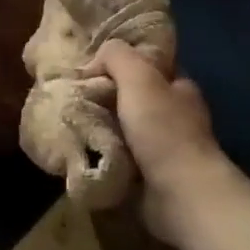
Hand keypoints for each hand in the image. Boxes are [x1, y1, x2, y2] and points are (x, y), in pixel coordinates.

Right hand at [86, 40, 230, 245]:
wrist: (180, 193)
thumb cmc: (163, 129)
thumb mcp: (138, 76)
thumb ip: (117, 56)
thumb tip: (94, 61)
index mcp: (180, 87)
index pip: (150, 66)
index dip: (124, 62)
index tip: (91, 67)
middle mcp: (176, 115)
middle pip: (135, 98)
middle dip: (106, 97)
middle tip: (72, 96)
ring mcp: (165, 149)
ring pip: (125, 128)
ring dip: (102, 127)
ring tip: (69, 122)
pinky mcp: (152, 177)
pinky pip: (120, 157)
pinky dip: (104, 154)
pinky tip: (82, 149)